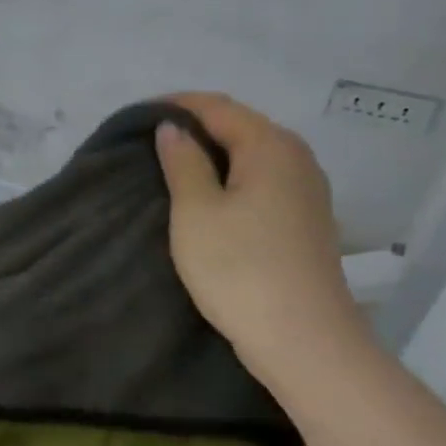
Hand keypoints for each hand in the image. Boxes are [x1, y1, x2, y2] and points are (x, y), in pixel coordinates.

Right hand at [155, 92, 364, 375]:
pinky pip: (262, 180)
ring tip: (171, 169)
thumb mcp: (196, 212)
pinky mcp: (306, 219)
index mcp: (270, 146)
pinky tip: (208, 198)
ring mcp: (307, 190)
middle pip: (239, 126)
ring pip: (251, 155)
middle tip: (148, 144)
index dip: (176, 105)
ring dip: (212, 155)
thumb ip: (183, 162)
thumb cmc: (240, 269)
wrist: (303, 340)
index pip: (217, 106)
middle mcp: (297, 157)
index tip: (137, 117)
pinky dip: (231, 178)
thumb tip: (173, 127)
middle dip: (194, 128)